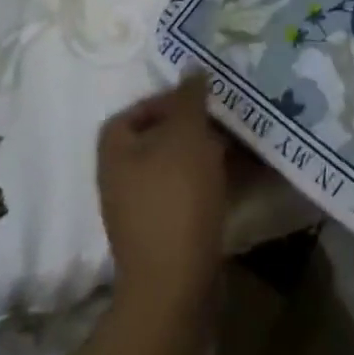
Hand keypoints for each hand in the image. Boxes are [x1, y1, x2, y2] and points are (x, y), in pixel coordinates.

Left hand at [95, 74, 230, 315]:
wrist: (175, 285)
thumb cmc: (176, 196)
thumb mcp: (187, 133)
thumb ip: (190, 96)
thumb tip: (192, 69)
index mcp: (115, 152)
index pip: (133, 111)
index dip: (163, 99)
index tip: (198, 98)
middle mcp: (120, 180)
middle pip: (158, 138)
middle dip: (193, 124)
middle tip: (224, 115)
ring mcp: (141, 210)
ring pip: (177, 165)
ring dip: (206, 151)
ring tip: (238, 141)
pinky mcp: (164, 233)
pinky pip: (187, 192)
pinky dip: (209, 179)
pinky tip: (238, 173)